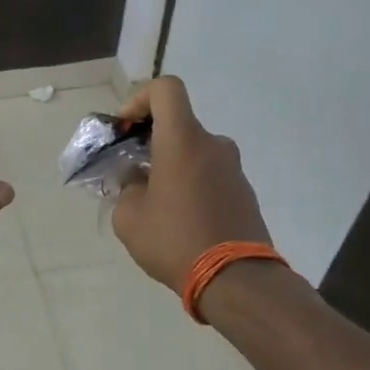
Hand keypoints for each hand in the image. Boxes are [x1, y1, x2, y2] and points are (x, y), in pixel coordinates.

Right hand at [112, 76, 270, 291]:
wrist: (236, 280)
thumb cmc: (175, 240)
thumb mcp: (129, 217)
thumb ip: (127, 188)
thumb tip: (137, 180)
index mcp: (184, 140)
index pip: (166, 89)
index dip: (140, 99)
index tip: (125, 130)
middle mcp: (213, 145)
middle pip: (178, 124)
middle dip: (150, 142)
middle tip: (130, 173)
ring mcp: (233, 169)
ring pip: (193, 152)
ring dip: (170, 166)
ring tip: (153, 203)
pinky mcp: (244, 193)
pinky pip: (209, 176)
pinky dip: (190, 185)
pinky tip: (178, 220)